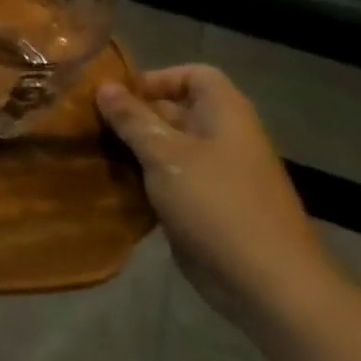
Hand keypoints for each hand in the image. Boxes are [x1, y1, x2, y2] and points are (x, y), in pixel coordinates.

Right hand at [97, 64, 342, 335]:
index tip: (118, 96)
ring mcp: (218, 175)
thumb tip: (103, 87)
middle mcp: (224, 137)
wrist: (268, 284)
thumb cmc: (217, 205)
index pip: (193, 75)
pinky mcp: (207, 209)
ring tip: (94, 155)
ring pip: (169, 149)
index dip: (157, 78)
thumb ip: (132, 119)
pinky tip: (113, 189)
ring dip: (135, 151)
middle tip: (92, 126)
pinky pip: (171, 183)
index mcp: (225, 114)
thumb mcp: (165, 155)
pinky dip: (145, 182)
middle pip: (176, 111)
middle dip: (135, 116)